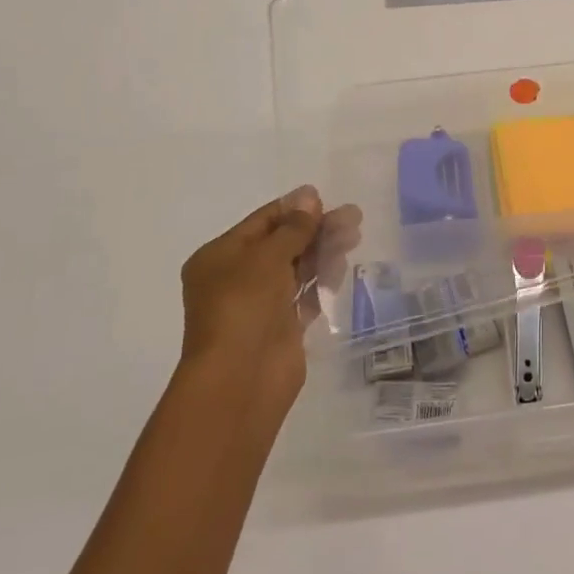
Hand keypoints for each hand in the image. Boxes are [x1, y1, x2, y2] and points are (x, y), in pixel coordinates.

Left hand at [178, 186, 362, 414]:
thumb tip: (308, 195)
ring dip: (324, 251)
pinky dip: (322, 279)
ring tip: (354, 236)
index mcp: (220, 256)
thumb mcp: (267, 256)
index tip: (326, 199)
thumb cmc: (244, 306)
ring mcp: (260, 304)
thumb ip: (293, 227)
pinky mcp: (282, 327)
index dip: (294, 208)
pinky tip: (342, 265)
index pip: (261, 222)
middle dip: (316, 229)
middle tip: (352, 217)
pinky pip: (305, 295)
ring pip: (297, 268)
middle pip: (282, 243)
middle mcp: (237, 278)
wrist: (240, 379)